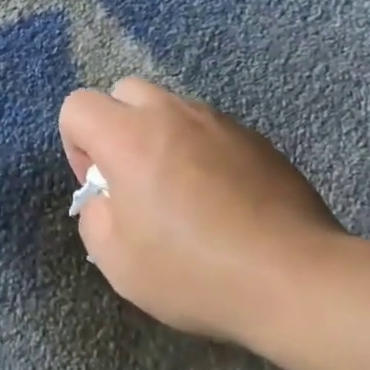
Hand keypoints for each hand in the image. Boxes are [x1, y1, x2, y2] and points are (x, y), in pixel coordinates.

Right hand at [58, 77, 346, 345]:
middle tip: (134, 180)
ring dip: (161, 138)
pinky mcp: (257, 139)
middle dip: (117, 127)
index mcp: (129, 137)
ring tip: (182, 195)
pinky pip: (211, 131)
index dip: (75, 144)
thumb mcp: (117, 261)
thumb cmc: (194, 272)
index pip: (78, 105)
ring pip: (172, 109)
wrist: (293, 278)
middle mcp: (173, 115)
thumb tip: (106, 199)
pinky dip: (201, 152)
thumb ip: (94, 217)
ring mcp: (220, 122)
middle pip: (126, 91)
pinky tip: (222, 201)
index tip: (100, 186)